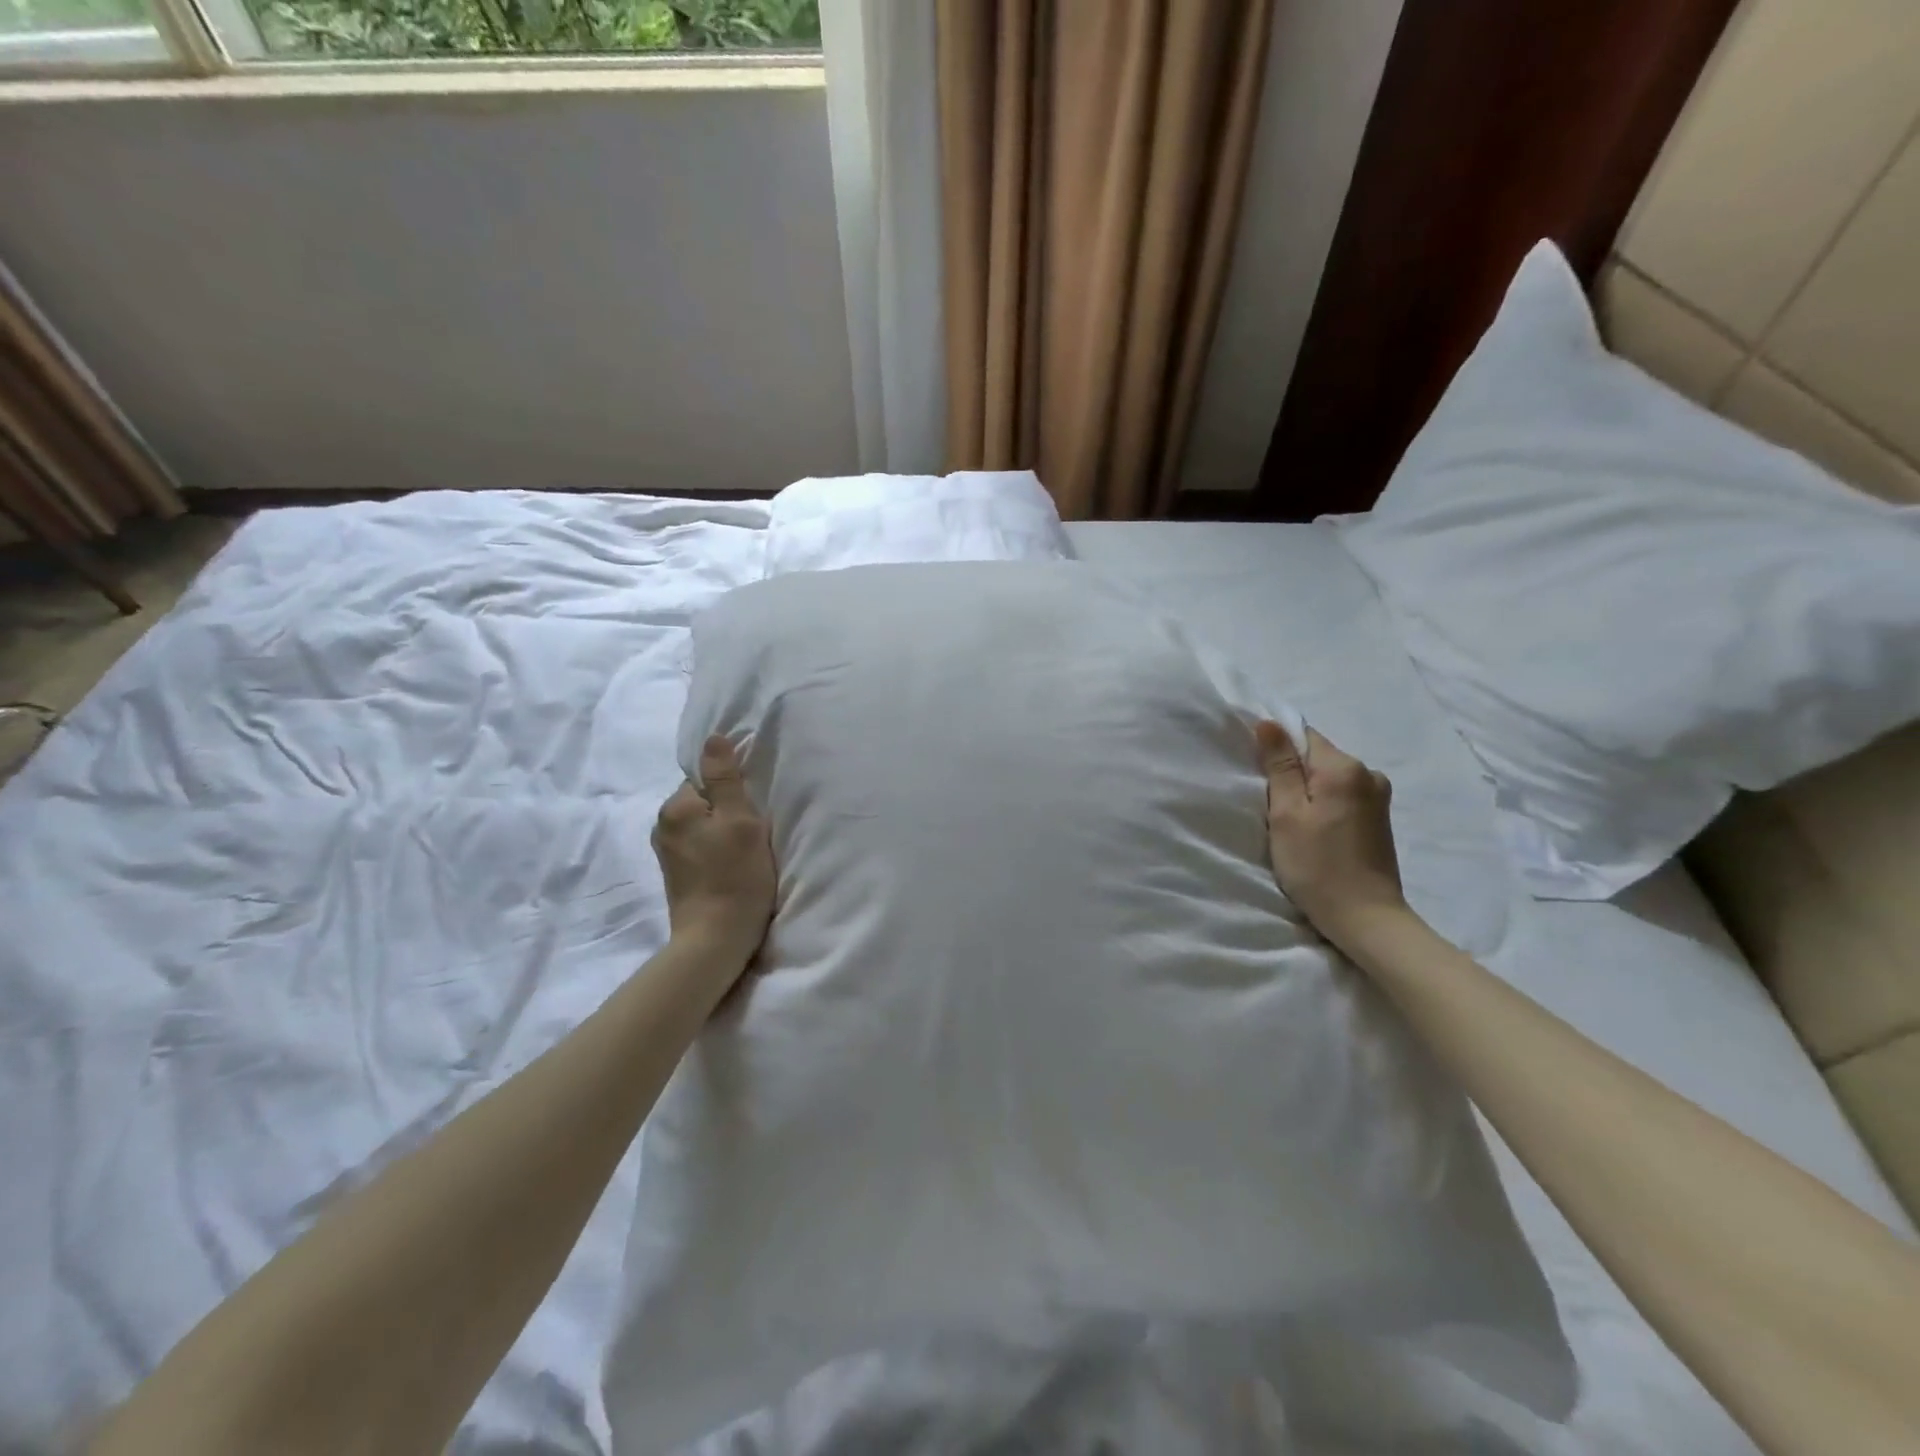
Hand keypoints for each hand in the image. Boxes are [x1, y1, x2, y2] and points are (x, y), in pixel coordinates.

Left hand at [652, 735, 775, 974]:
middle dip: (728, 810)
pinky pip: (700, 845)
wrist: (715, 939)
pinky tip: (732, 865)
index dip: (734, 790)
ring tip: (745, 851)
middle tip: (753, 832)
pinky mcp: (676, 873)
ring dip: (724, 831)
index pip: (706, 777)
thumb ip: (725, 778)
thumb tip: (713, 738)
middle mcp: (662, 825)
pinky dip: (717, 849)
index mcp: (675, 808)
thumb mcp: (740, 820)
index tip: (752, 811)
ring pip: (703, 824)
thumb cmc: (735, 876)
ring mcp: (667, 852)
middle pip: (703, 800)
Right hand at [1256, 720, 1408, 952]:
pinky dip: (1324, 805)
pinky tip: (1314, 831)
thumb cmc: (1317, 865)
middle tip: (1271, 805)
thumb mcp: (1286, 813)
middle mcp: (1368, 774)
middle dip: (1292, 773)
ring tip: (1291, 822)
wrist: (1365, 918)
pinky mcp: (1379, 819)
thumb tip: (1270, 723)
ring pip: (1330, 779)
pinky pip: (1343, 796)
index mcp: (1345, 768)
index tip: (1259, 776)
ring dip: (1308, 791)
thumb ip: (1279, 766)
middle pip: (1318, 757)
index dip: (1277, 750)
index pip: (1303, 736)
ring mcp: (1378, 797)